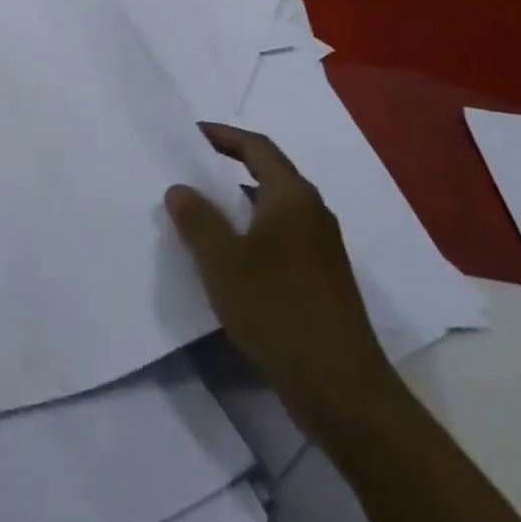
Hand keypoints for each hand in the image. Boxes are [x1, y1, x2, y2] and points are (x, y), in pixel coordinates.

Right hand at [167, 123, 398, 439]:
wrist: (340, 387)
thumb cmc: (278, 309)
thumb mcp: (223, 261)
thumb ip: (197, 220)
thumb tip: (180, 188)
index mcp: (293, 197)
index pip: (257, 148)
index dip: (223, 136)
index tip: (191, 134)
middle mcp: (313, 215)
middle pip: (268, 176)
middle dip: (228, 170)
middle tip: (189, 172)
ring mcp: (321, 250)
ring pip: (273, 212)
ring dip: (238, 207)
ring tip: (199, 215)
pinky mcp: (321, 281)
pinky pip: (280, 240)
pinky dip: (251, 236)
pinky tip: (227, 260)